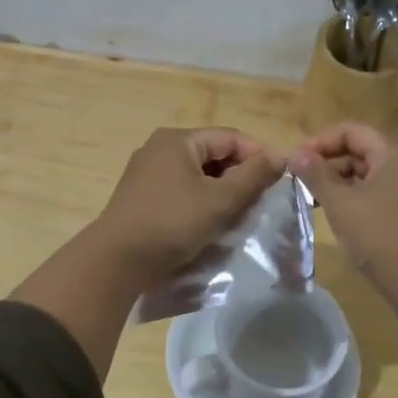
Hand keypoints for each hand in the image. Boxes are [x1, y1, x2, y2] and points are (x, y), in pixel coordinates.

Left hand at [93, 127, 283, 283]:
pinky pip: (181, 190)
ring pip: (197, 174)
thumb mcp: (220, 200)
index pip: (230, 137)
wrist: (117, 261)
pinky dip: (201, 202)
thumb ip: (253, 176)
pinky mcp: (142, 197)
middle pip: (213, 154)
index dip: (258, 156)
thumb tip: (280, 157)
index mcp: (178, 139)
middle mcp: (160, 148)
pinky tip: (211, 223)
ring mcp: (147, 173)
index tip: (279, 181)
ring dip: (221, 191)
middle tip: (261, 201)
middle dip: (240, 175)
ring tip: (240, 214)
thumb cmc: (173, 223)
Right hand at [291, 122, 397, 362]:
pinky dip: (361, 197)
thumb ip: (316, 174)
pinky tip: (342, 216)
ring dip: (343, 182)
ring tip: (316, 202)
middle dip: (329, 164)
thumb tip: (296, 154)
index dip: (318, 143)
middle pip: (363, 149)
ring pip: (373, 172)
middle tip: (301, 184)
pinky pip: (385, 191)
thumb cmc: (382, 237)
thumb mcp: (341, 204)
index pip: (351, 131)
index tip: (294, 164)